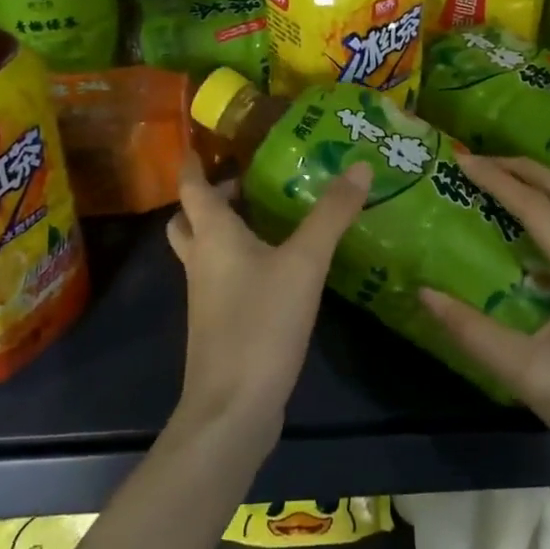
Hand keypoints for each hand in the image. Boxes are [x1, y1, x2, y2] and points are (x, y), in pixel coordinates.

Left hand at [166, 152, 371, 449]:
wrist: (232, 408)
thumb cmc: (260, 324)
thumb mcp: (305, 263)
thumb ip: (331, 214)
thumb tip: (358, 165)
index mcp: (213, 236)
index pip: (191, 186)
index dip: (193, 161)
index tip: (203, 140)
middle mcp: (202, 260)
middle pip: (190, 219)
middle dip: (211, 197)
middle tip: (246, 181)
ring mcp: (206, 296)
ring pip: (205, 250)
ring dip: (225, 229)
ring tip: (267, 218)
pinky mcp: (219, 324)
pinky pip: (221, 278)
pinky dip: (239, 261)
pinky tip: (277, 267)